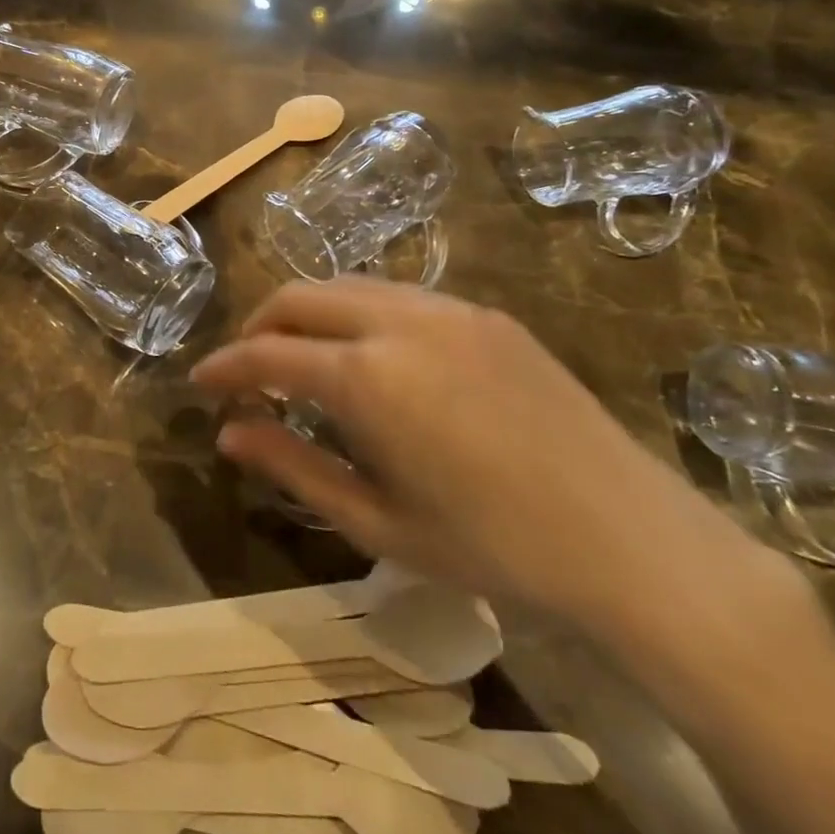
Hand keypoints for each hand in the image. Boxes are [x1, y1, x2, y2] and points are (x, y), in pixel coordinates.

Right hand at [193, 279, 791, 644]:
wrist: (634, 542)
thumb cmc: (494, 548)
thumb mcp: (379, 522)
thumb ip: (294, 468)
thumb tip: (229, 433)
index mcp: (367, 377)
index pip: (267, 354)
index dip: (225, 366)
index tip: (200, 382)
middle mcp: (399, 322)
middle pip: (300, 296)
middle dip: (260, 326)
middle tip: (247, 372)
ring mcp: (448, 309)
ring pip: (348, 285)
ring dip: (309, 314)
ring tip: (303, 360)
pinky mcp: (485, 313)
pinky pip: (398, 294)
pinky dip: (359, 313)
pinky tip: (372, 357)